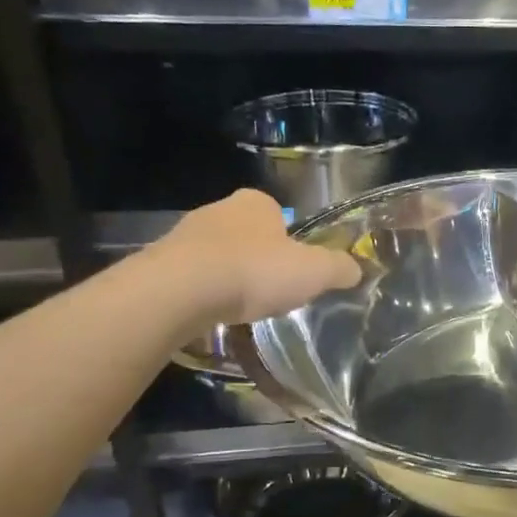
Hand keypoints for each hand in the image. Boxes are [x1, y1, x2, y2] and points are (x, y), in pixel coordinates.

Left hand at [148, 190, 361, 323]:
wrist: (179, 291)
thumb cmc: (255, 271)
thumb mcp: (314, 271)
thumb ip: (339, 268)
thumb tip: (356, 269)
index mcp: (256, 203)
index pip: (278, 214)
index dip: (290, 240)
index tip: (294, 268)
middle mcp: (219, 210)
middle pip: (247, 234)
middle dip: (258, 258)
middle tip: (272, 289)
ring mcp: (184, 236)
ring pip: (217, 255)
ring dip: (228, 276)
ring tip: (241, 307)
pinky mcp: (160, 264)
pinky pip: (192, 278)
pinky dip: (203, 294)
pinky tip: (212, 314)